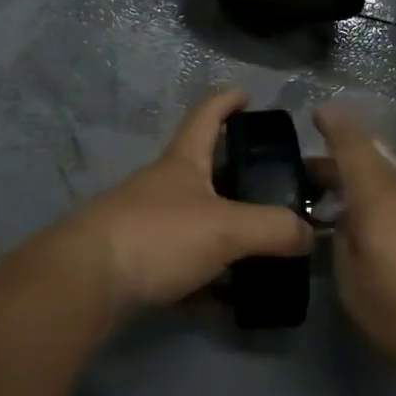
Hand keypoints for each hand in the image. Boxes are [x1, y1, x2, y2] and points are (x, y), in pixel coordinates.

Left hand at [54, 89, 314, 315]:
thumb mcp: (226, 228)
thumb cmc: (158, 236)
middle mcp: (160, 187)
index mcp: (181, 163)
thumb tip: (310, 234)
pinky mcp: (133, 263)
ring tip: (261, 249)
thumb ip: (273, 228)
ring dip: (223, 232)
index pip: (206, 116)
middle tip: (271, 187)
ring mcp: (143, 224)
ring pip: (193, 222)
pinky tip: (228, 302)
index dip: (226, 101)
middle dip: (233, 174)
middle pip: (200, 170)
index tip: (246, 93)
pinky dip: (206, 279)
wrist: (85, 283)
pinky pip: (181, 266)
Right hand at [312, 104, 395, 388]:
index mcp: (380, 193)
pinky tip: (384, 235)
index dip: (332, 124)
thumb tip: (348, 223)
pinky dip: (392, 206)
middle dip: (342, 165)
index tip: (317, 112)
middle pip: (373, 161)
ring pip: (395, 182)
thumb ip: (343, 242)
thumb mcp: (353, 285)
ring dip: (368, 188)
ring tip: (346, 211)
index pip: (352, 142)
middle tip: (314, 181)